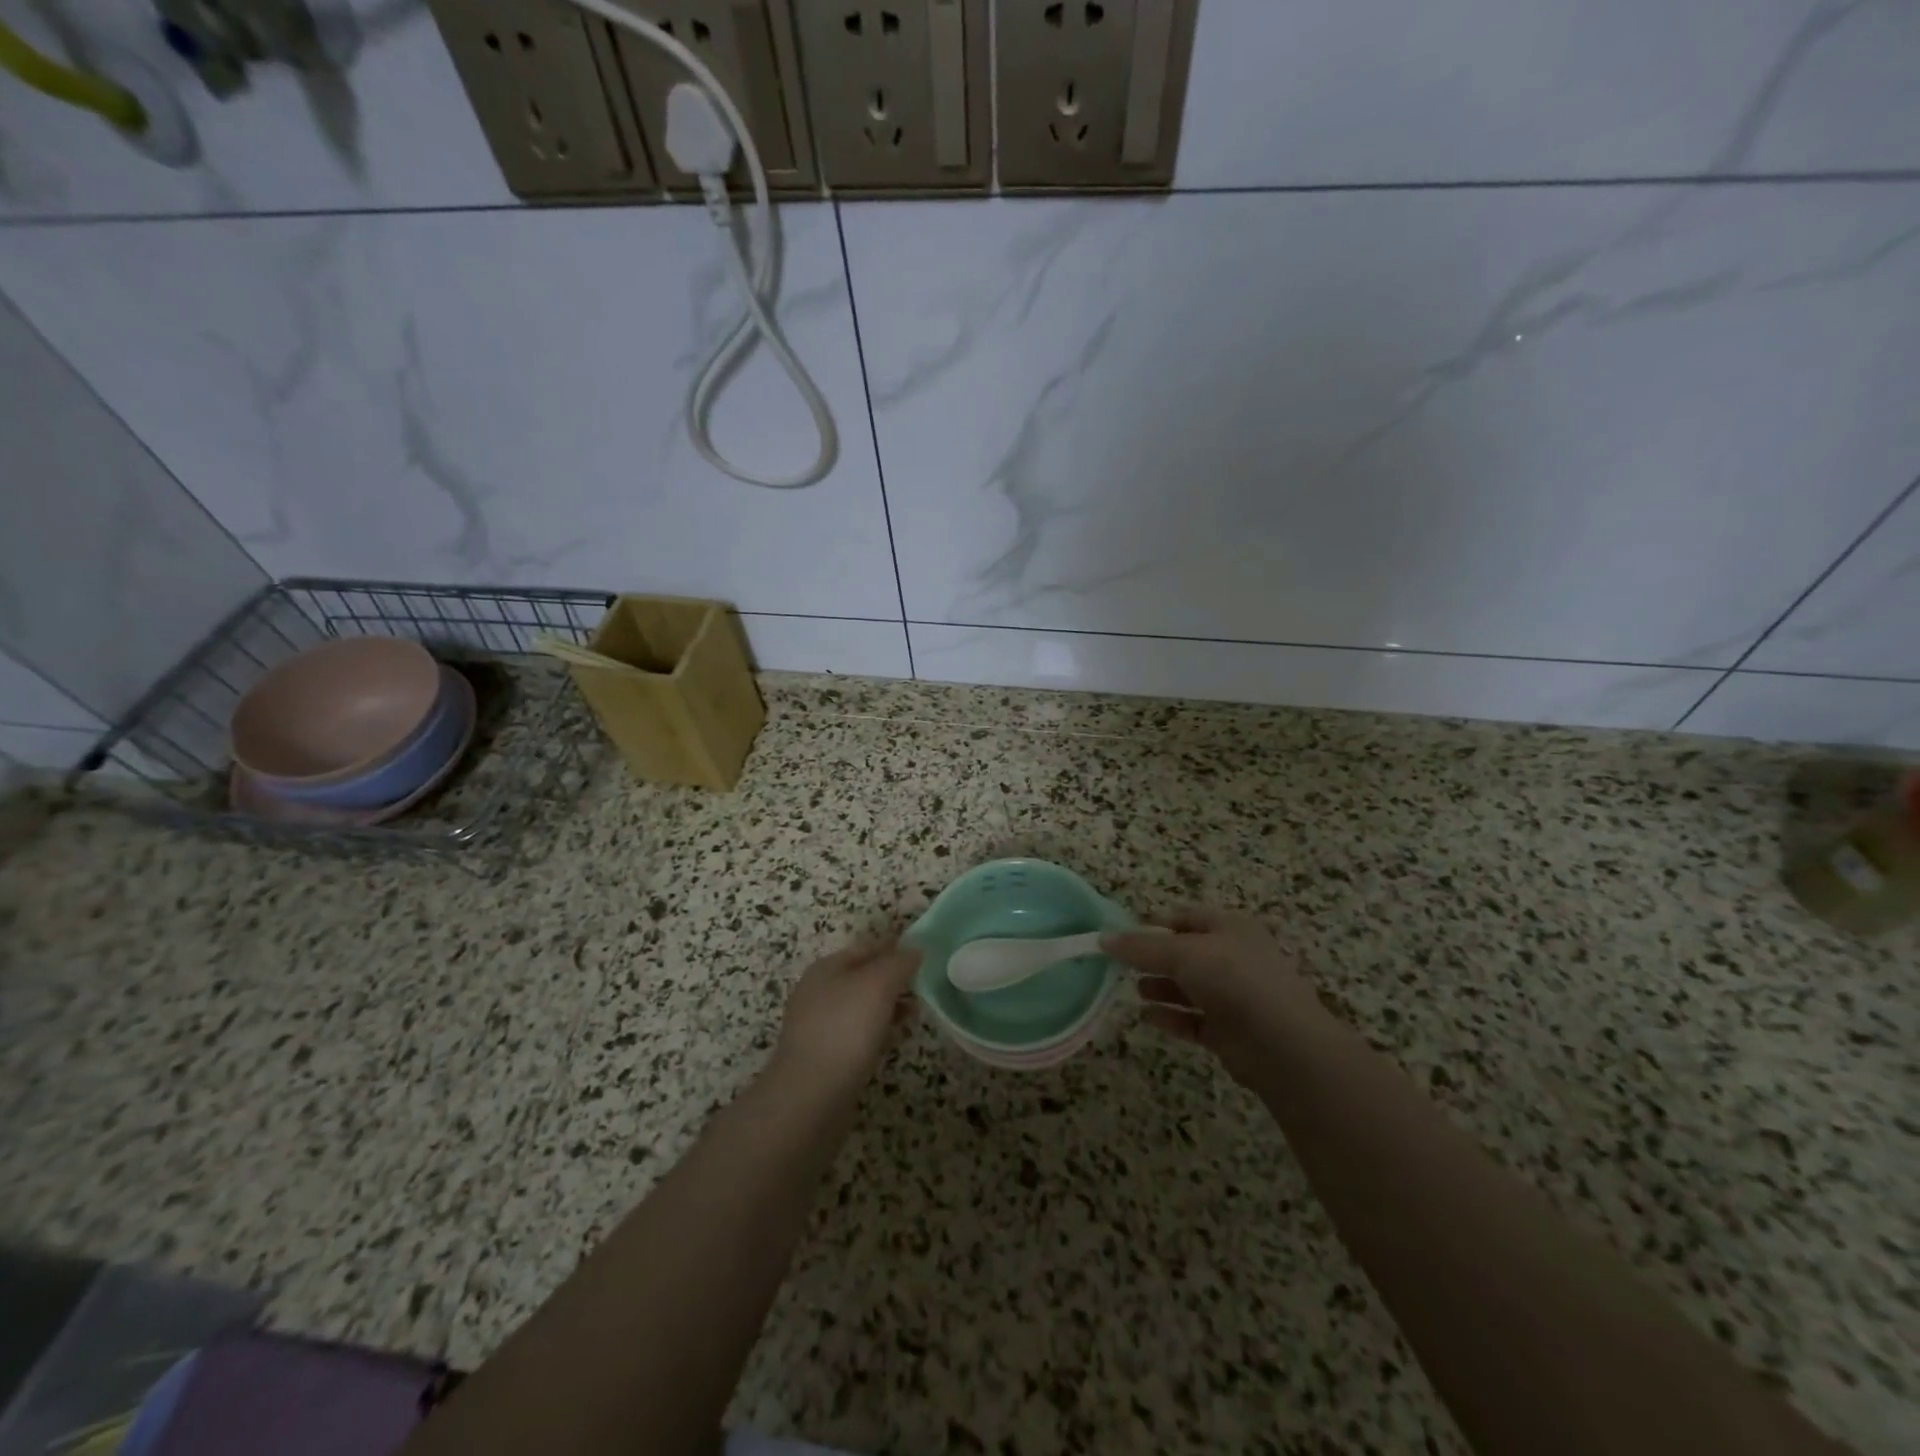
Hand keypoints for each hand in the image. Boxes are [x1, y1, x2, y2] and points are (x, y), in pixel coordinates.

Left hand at [772, 936, 922, 1094]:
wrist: (810, 1096)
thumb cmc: (845, 1029)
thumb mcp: (878, 984)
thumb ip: (898, 963)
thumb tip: (914, 951)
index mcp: (827, 968)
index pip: (867, 947)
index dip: (895, 947)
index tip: (924, 954)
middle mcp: (820, 992)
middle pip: (864, 977)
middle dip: (894, 980)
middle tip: (924, 987)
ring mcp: (820, 1026)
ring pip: (863, 1007)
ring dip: (889, 1007)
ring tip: (916, 1013)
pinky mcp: (827, 1057)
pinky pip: (859, 1034)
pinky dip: (880, 1032)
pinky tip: (896, 1039)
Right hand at [1102, 908, 1328, 1083]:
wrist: (1283, 1045)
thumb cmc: (1234, 981)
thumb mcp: (1183, 953)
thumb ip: (1142, 947)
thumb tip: (1103, 939)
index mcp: (1230, 928)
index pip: (1186, 917)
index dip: (1155, 924)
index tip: (1124, 936)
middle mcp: (1234, 958)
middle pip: (1186, 953)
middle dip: (1155, 958)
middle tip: (1122, 966)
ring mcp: (1235, 996)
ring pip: (1190, 987)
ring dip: (1161, 987)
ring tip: (1135, 991)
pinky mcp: (1231, 1032)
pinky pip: (1194, 1020)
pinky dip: (1172, 1017)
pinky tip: (1148, 1017)